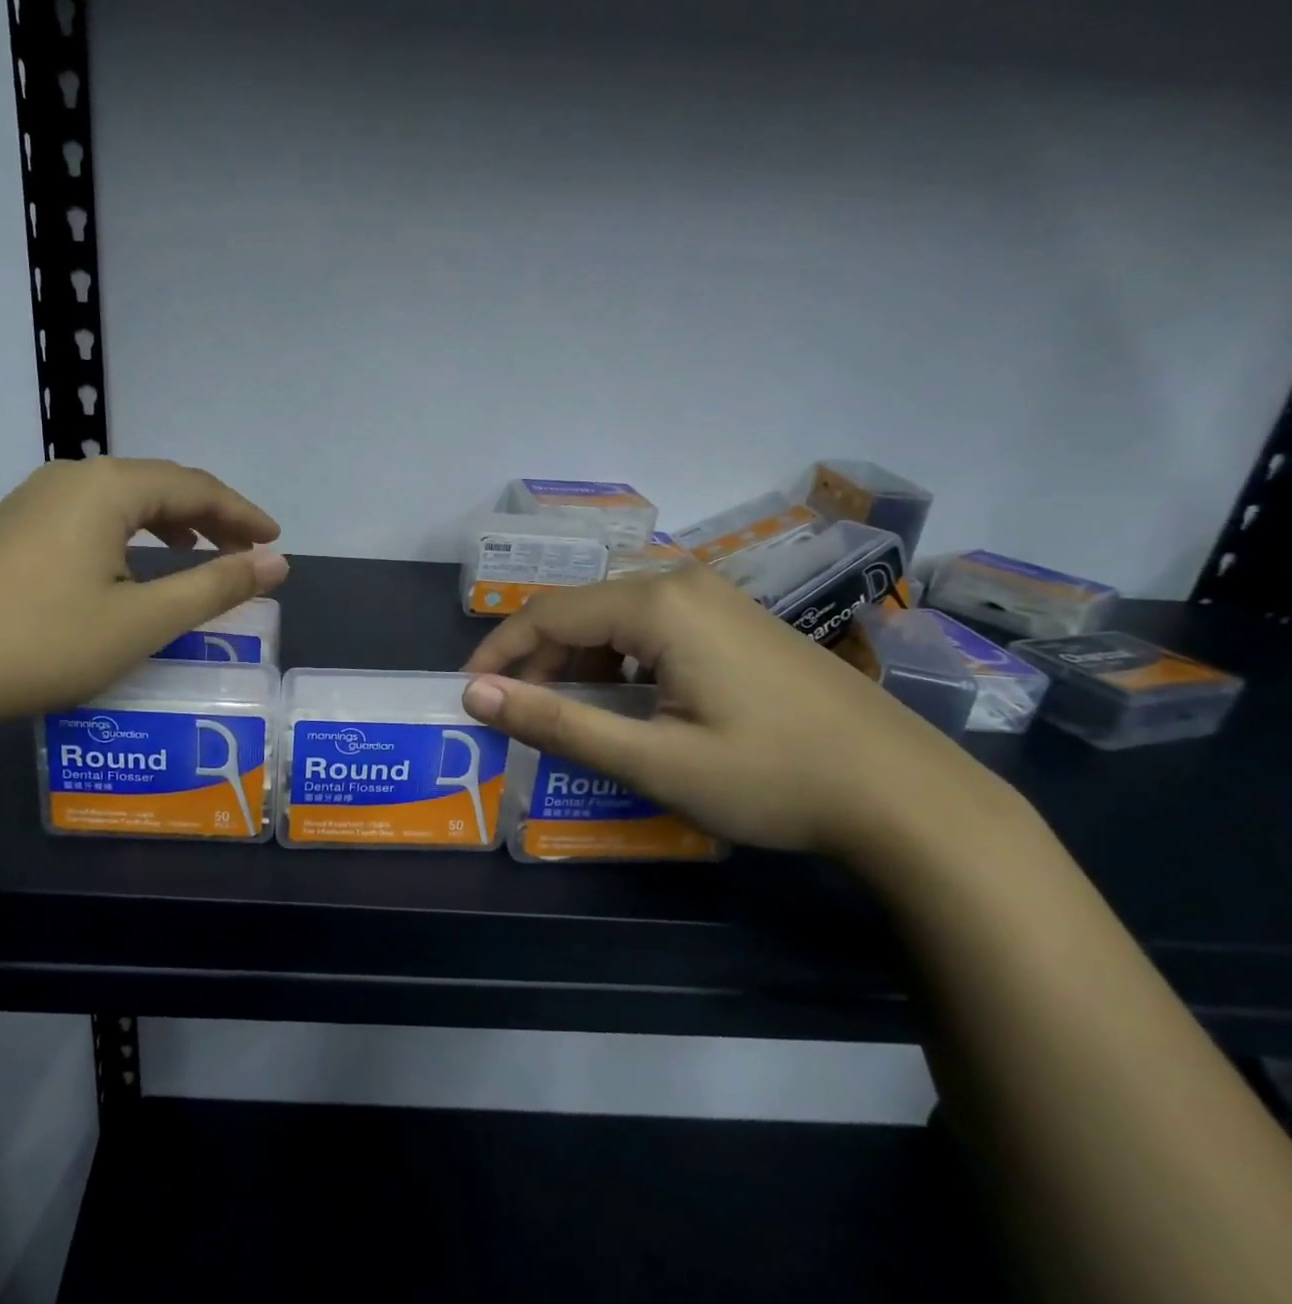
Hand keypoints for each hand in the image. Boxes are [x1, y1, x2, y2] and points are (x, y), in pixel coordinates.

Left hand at [0, 457, 286, 739]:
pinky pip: (87, 517)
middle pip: (158, 484)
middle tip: (246, 548)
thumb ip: (215, 587)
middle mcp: (68, 480)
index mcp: (107, 488)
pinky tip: (126, 564)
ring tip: (196, 548)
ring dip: (167, 521)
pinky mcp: (6, 532)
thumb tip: (277, 563)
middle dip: (210, 514)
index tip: (276, 542)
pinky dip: (127, 534)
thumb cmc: (42, 642)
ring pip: (119, 500)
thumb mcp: (142, 621)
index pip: (195, 487)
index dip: (242, 514)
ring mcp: (29, 503)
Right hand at [461, 564, 1009, 856]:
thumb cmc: (774, 779)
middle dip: (539, 662)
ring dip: (580, 664)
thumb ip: (557, 724)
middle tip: (522, 717)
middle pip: (579, 611)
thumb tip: (476, 695)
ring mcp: (715, 597)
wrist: (909, 796)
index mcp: (657, 604)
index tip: (469, 697)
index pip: (545, 614)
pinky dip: (620, 663)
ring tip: (574, 718)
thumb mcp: (653, 761)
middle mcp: (681, 583)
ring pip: (614, 619)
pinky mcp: (736, 619)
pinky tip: (633, 705)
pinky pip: (652, 627)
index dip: (499, 654)